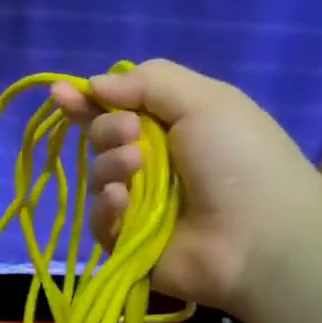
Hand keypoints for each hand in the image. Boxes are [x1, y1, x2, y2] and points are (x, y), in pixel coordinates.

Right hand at [50, 60, 321, 320]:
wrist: (260, 237)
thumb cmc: (239, 160)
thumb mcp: (205, 101)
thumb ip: (148, 82)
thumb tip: (94, 84)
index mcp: (173, 127)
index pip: (118, 107)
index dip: (88, 100)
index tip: (61, 93)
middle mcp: (152, 162)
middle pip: (101, 137)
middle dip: (107, 131)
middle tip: (131, 135)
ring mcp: (138, 204)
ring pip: (97, 176)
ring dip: (110, 166)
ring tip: (137, 170)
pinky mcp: (126, 240)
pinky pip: (98, 218)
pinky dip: (107, 207)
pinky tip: (124, 202)